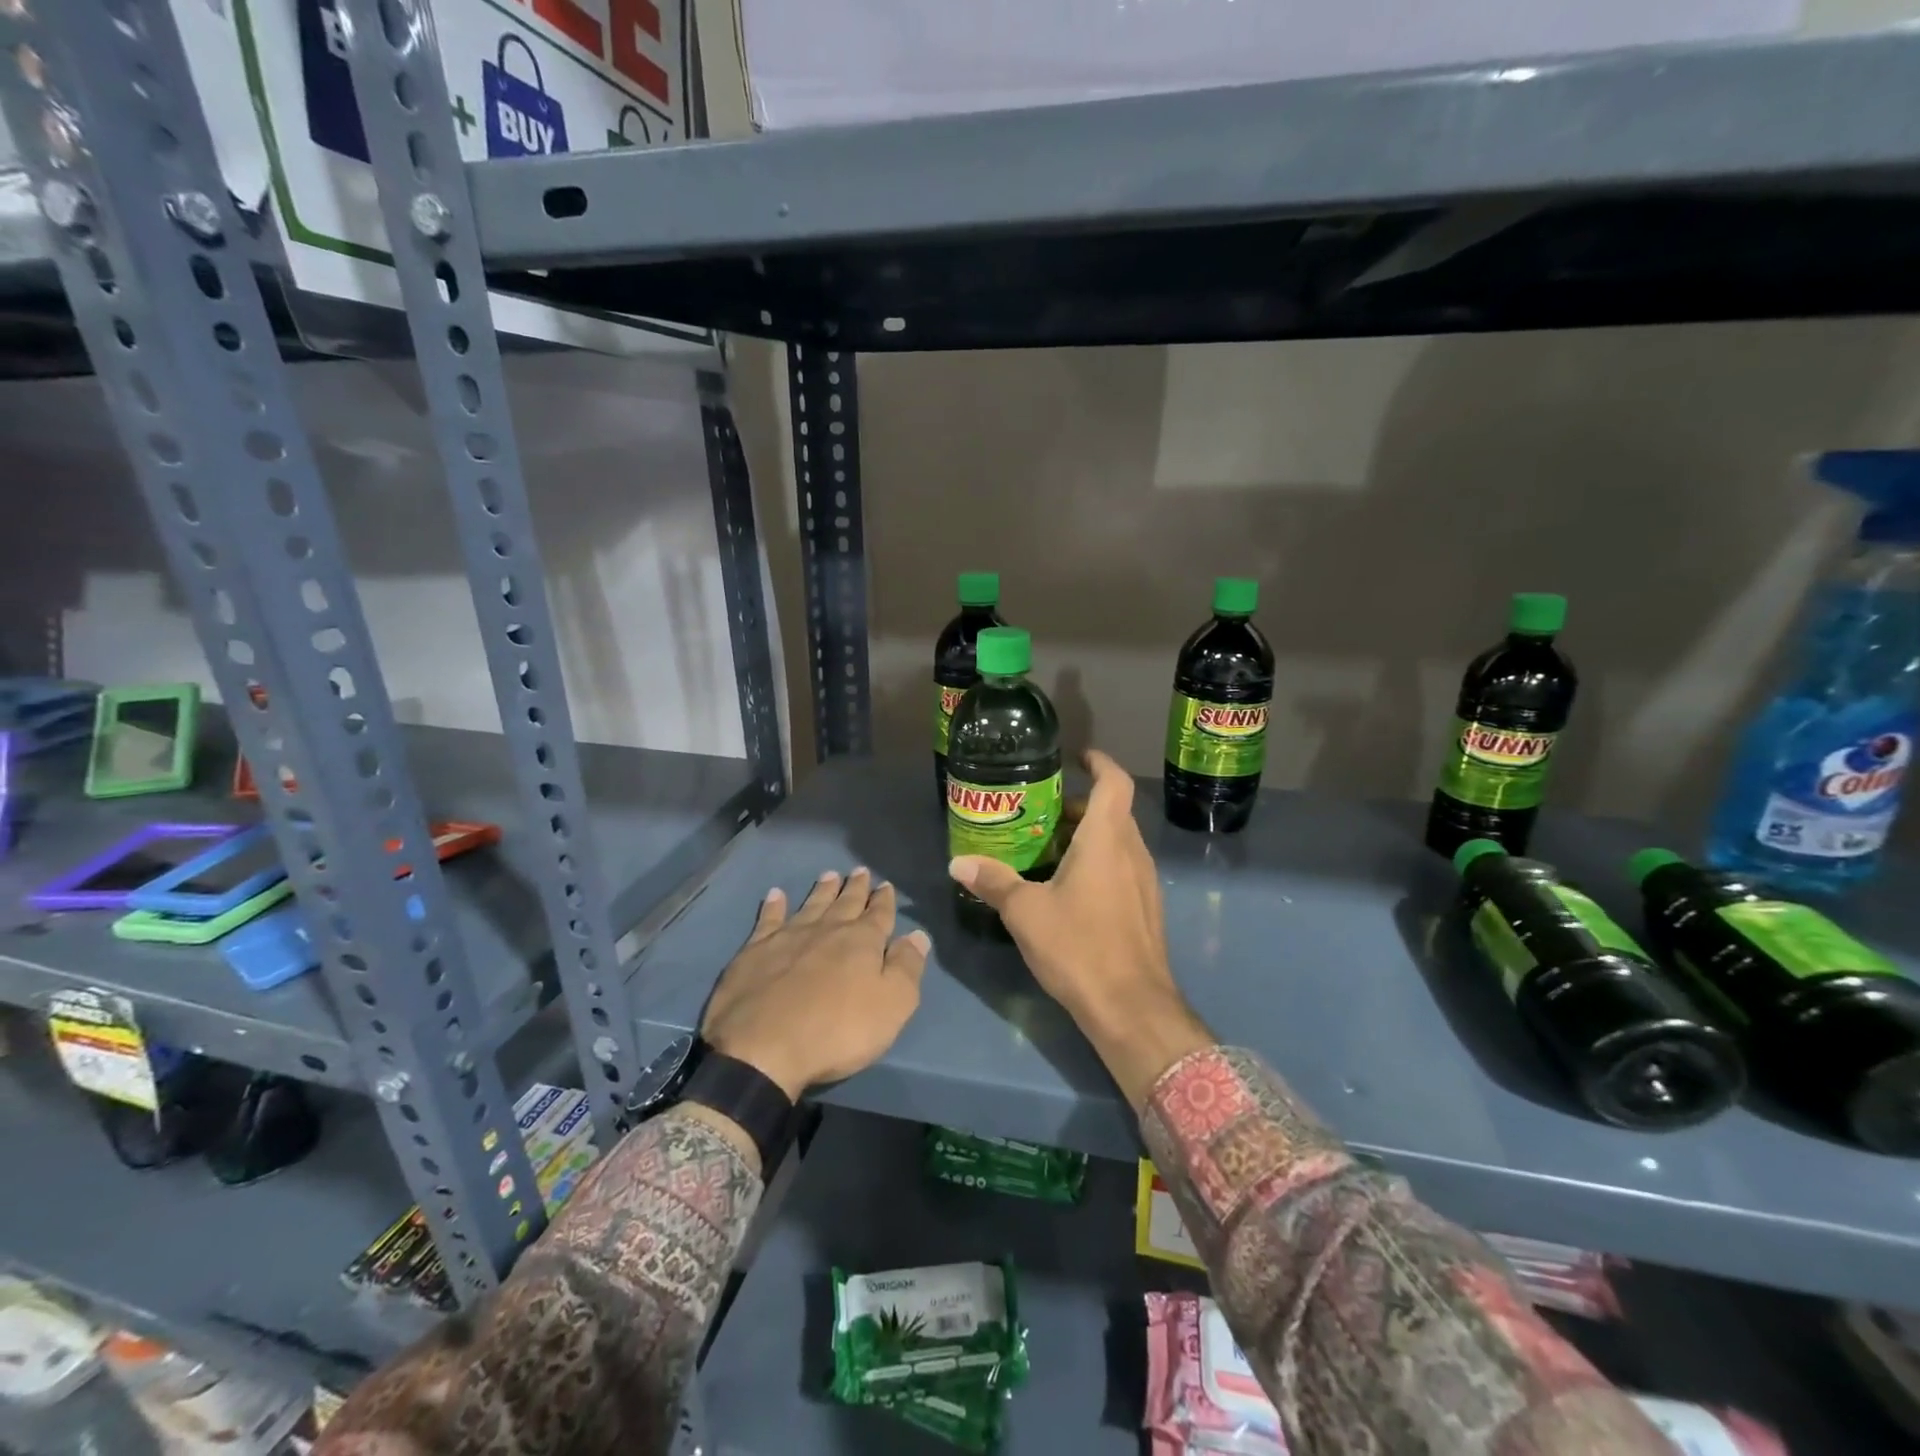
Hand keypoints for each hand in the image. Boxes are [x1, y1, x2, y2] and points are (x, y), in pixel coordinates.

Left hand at [701, 868, 929, 1100]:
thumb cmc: (837, 1031)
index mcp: (862, 942)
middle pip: (845, 903)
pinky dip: (773, 906)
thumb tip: (918, 935)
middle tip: (860, 871)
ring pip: (810, 905)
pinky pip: (768, 920)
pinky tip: (775, 895)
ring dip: (822, 890)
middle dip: (855, 888)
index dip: (884, 900)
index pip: (878, 915)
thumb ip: (906, 967)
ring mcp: (788, 937)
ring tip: (829, 875)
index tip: (885, 885)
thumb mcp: (892, 1005)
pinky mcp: (755, 952)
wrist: (763, 1048)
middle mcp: (827, 930)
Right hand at [948, 750, 1211, 1107]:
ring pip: (1117, 841)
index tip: (1076, 757)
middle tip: (1041, 811)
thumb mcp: (1026, 913)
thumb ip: (993, 881)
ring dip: (1088, 835)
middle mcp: (1131, 852)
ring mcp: (1144, 882)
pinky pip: (1122, 867)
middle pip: (1112, 811)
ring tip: (1047, 848)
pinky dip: (1098, 862)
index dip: (1098, 762)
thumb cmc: (1080, 948)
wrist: (1133, 1008)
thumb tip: (958, 862)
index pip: (1113, 783)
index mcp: (1106, 840)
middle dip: (1079, 805)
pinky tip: (1068, 888)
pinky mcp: (1146, 908)